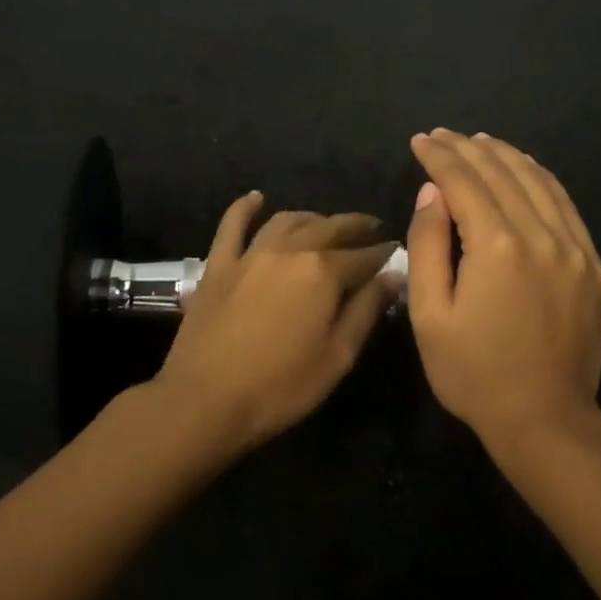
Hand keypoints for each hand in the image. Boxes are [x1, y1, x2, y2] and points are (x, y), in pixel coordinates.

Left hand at [155, 193, 396, 453]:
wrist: (206, 400)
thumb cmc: (281, 386)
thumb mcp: (338, 356)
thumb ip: (367, 310)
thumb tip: (393, 275)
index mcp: (323, 272)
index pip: (363, 256)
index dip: (382, 254)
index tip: (395, 252)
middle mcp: (289, 250)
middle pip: (329, 228)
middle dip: (355, 227)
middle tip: (371, 229)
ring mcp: (250, 254)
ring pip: (287, 221)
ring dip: (312, 218)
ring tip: (326, 224)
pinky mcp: (218, 265)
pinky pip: (232, 225)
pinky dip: (246, 208)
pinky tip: (256, 199)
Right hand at [406, 130, 600, 447]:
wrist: (545, 418)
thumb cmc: (474, 373)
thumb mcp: (430, 316)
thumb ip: (428, 246)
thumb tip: (433, 193)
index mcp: (497, 247)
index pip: (463, 182)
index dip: (439, 157)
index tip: (419, 141)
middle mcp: (540, 235)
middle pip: (501, 173)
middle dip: (467, 148)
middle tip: (441, 135)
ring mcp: (573, 247)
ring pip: (537, 180)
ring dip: (505, 155)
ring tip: (477, 140)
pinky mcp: (591, 263)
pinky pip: (565, 204)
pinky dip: (540, 178)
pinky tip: (524, 169)